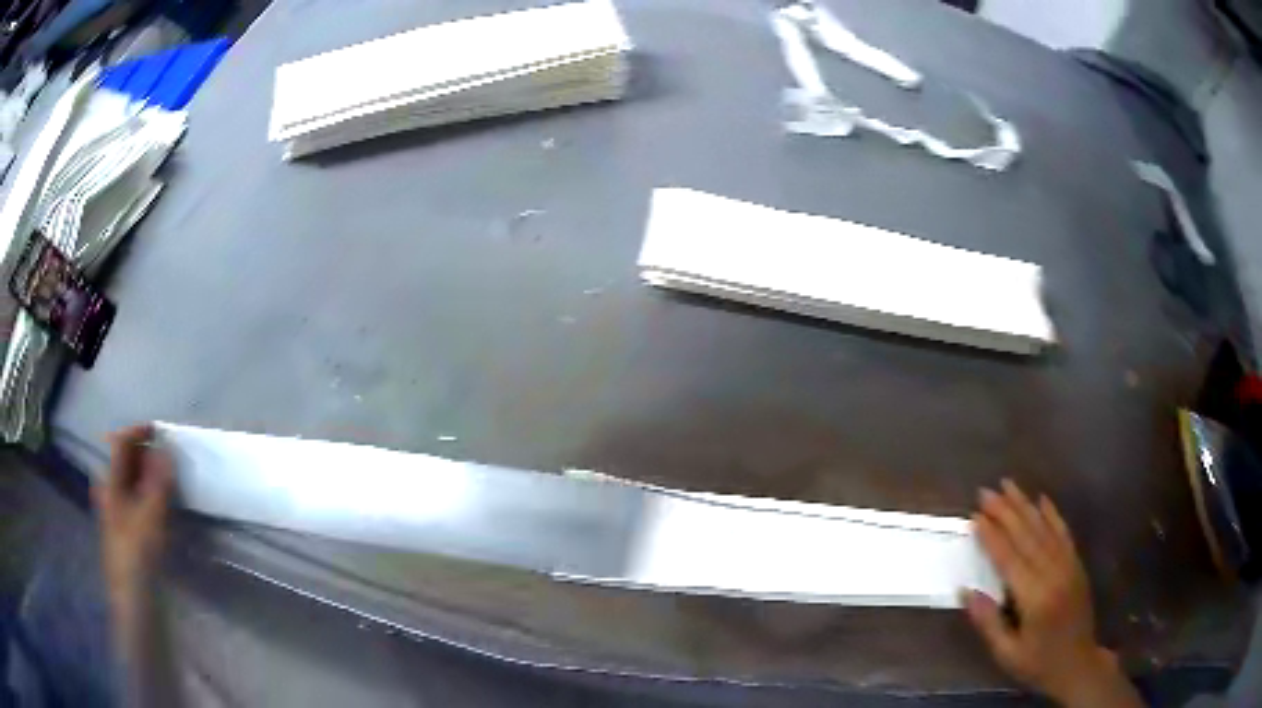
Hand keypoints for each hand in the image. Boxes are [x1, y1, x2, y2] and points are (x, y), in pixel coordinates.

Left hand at [94, 424, 173, 604]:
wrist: (134, 600)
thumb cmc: (139, 553)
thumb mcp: (151, 515)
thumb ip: (159, 481)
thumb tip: (166, 450)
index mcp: (110, 482)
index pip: (121, 443)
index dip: (139, 432)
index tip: (161, 431)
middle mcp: (110, 492)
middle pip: (125, 462)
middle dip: (145, 454)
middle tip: (168, 458)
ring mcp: (117, 514)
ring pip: (131, 483)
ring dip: (148, 476)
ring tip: (168, 480)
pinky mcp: (127, 533)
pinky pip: (137, 501)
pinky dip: (149, 495)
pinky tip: (162, 507)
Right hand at [963, 480, 1141, 707]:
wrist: (1077, 663)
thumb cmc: (1037, 663)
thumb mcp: (1007, 654)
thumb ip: (988, 622)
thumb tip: (966, 591)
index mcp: (1035, 598)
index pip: (1010, 560)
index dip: (992, 537)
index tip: (975, 517)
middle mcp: (1054, 574)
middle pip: (1027, 537)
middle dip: (1005, 512)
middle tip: (986, 492)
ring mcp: (1068, 566)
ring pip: (1045, 529)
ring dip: (1025, 506)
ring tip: (1008, 485)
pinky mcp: (1076, 564)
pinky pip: (1064, 533)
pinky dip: (1053, 514)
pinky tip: (1043, 499)